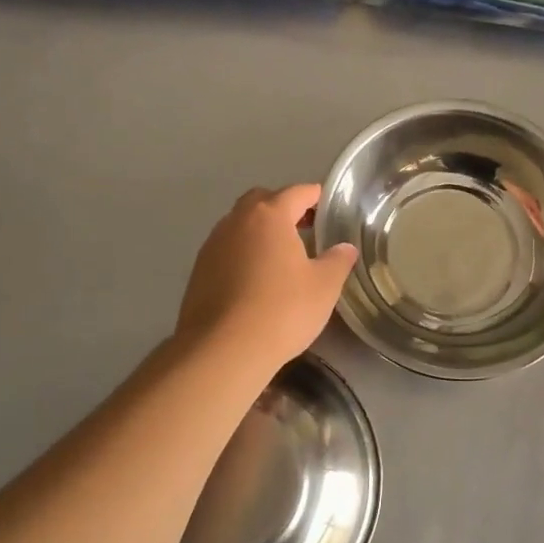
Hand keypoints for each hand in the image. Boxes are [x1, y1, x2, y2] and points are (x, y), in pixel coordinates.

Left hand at [175, 184, 357, 377]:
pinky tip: (256, 280)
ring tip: (282, 256)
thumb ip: (337, 261)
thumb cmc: (282, 310)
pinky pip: (227, 250)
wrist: (223, 350)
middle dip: (283, 208)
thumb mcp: (324, 286)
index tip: (327, 206)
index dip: (315, 195)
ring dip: (260, 232)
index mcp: (269, 216)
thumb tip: (345, 248)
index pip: (296, 192)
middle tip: (305, 228)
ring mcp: (212, 246)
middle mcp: (236, 222)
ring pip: (240, 225)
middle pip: (262, 201)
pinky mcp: (198, 272)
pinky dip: (243, 254)